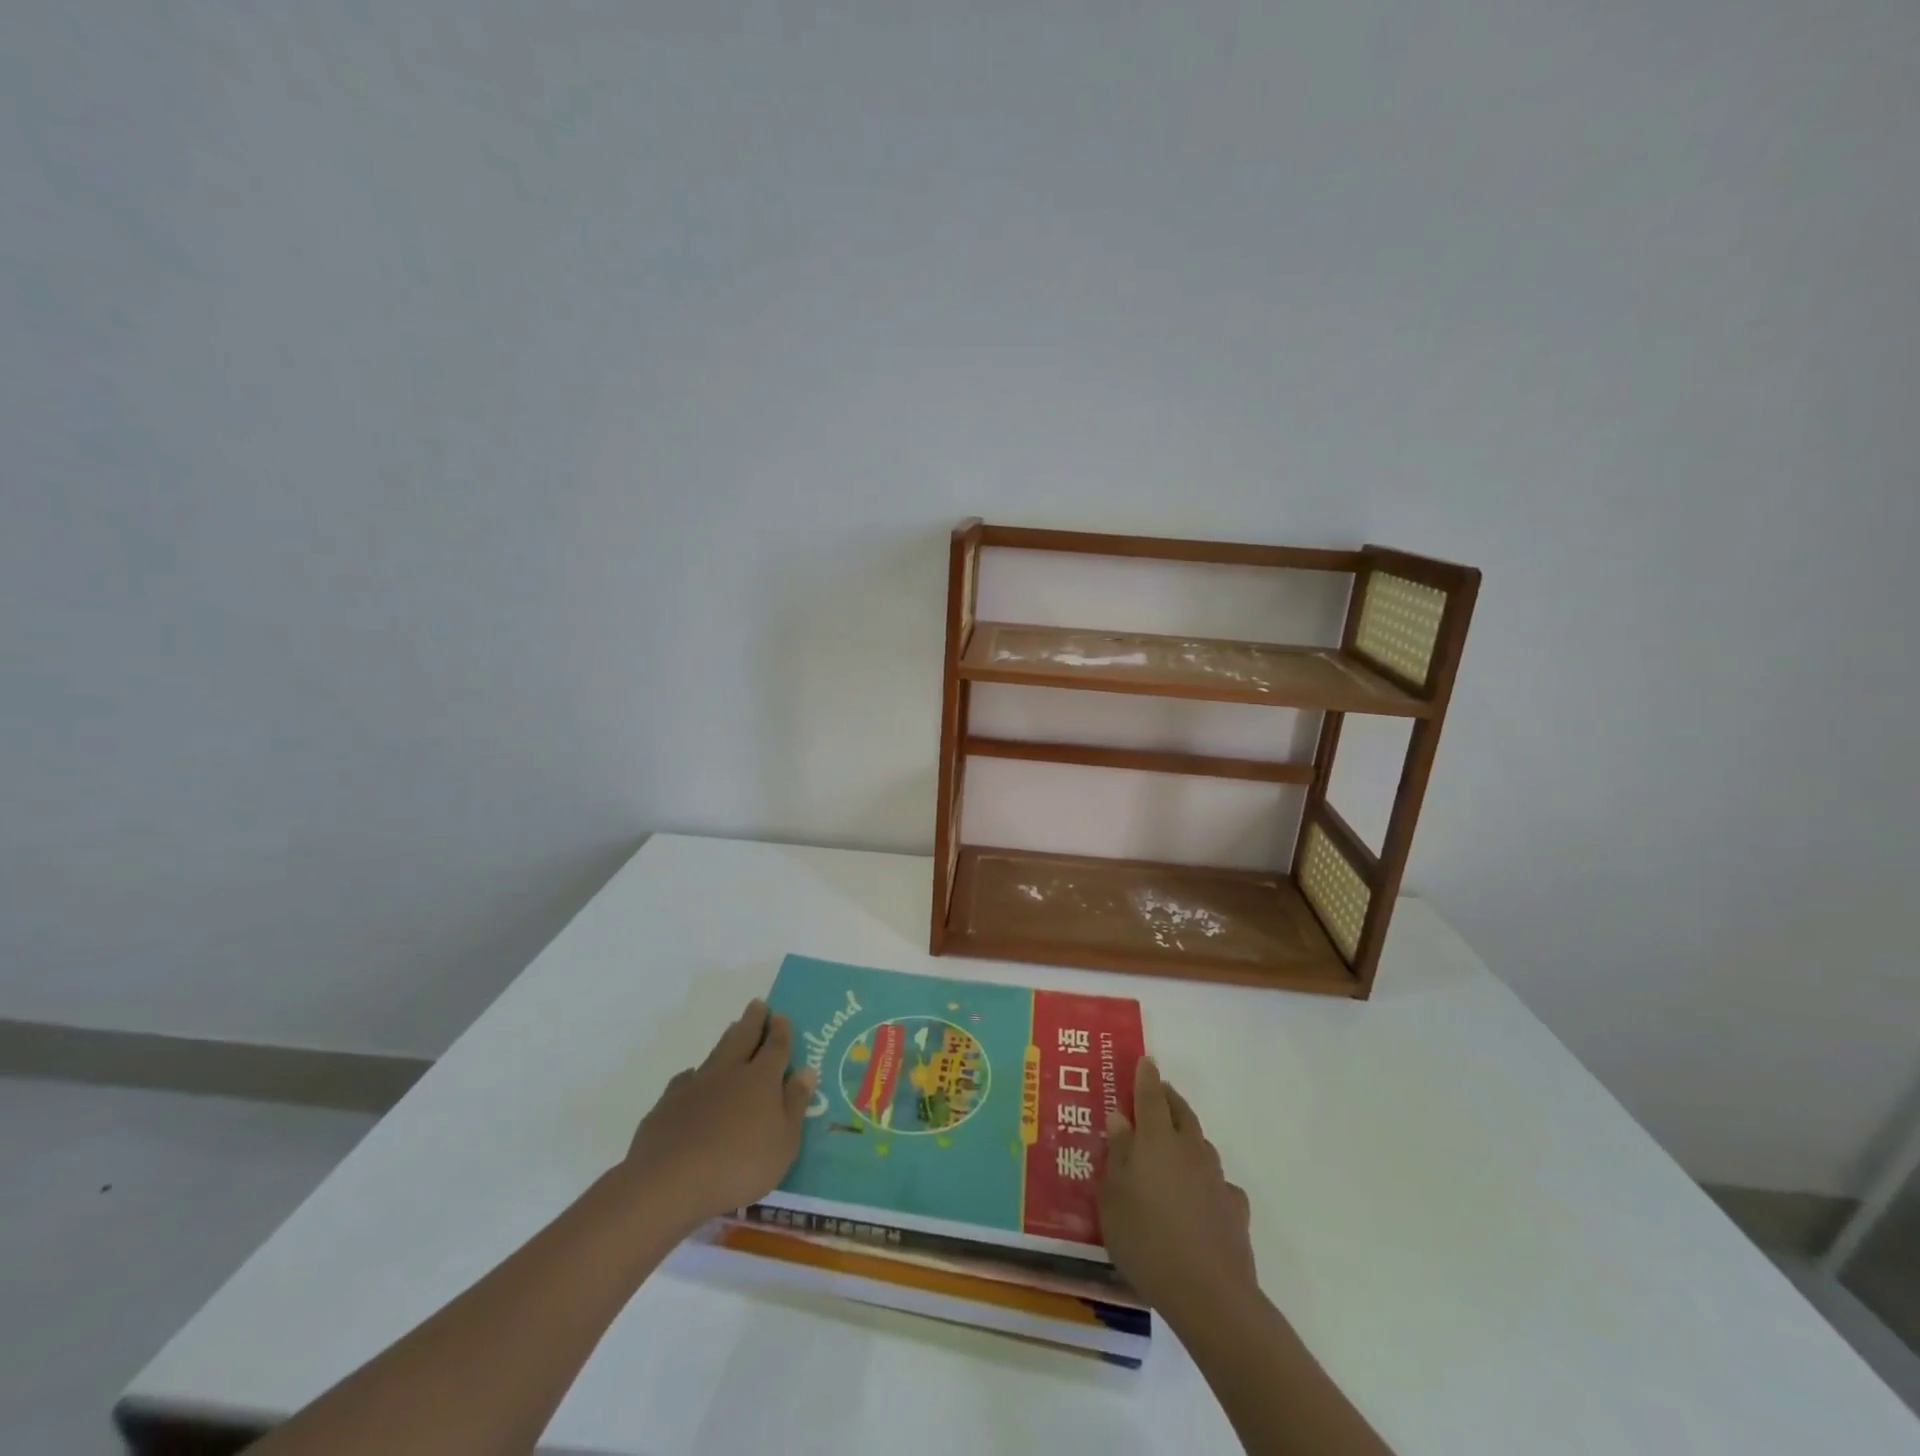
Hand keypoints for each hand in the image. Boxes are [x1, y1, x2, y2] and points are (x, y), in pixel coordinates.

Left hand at [620, 1000, 816, 1228]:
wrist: (669, 1182)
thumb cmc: (739, 1166)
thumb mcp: (784, 1143)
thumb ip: (795, 1104)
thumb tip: (806, 1071)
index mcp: (761, 1079)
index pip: (775, 1046)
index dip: (780, 1030)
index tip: (781, 1015)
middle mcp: (729, 1072)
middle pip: (744, 1037)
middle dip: (753, 1020)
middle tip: (758, 1004)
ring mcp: (696, 1085)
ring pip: (716, 1053)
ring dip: (727, 1039)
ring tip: (733, 1029)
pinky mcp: (668, 1104)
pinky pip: (686, 1080)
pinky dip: (694, 1075)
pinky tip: (692, 1079)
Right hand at [1100, 1056, 1255, 1325]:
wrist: (1209, 1293)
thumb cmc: (1146, 1240)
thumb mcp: (1113, 1198)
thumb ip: (1117, 1155)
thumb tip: (1120, 1118)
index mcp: (1156, 1140)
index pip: (1150, 1096)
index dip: (1146, 1076)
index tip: (1145, 1060)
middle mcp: (1189, 1149)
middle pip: (1181, 1112)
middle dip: (1169, 1098)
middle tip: (1159, 1092)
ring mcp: (1216, 1178)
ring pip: (1201, 1143)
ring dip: (1188, 1135)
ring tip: (1175, 1143)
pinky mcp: (1234, 1208)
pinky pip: (1218, 1182)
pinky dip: (1207, 1179)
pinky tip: (1202, 1196)